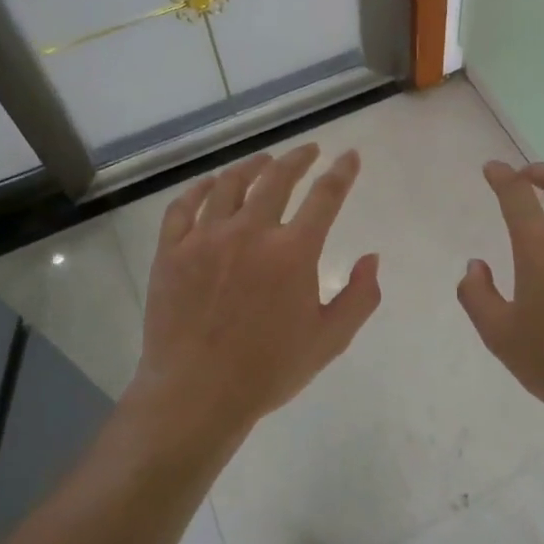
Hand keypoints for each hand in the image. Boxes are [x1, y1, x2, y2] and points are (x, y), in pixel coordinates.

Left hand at [129, 145, 380, 441]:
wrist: (196, 393)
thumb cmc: (268, 370)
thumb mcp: (330, 339)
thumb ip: (359, 296)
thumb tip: (372, 258)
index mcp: (293, 251)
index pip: (325, 196)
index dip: (341, 172)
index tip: (350, 156)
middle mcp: (250, 232)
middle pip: (277, 179)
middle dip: (297, 159)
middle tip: (308, 150)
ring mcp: (205, 238)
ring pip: (229, 184)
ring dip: (251, 166)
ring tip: (263, 161)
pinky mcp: (171, 251)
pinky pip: (183, 207)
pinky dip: (199, 189)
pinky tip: (209, 185)